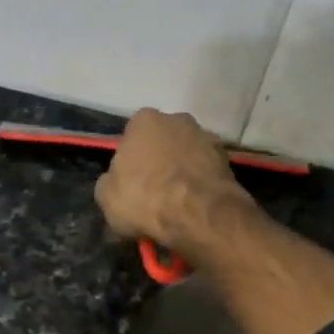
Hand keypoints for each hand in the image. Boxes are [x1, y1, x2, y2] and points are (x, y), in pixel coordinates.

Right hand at [95, 109, 252, 255]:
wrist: (198, 214)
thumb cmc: (145, 198)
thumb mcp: (106, 197)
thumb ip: (109, 182)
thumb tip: (115, 182)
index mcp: (144, 120)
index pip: (131, 138)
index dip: (130, 162)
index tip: (130, 184)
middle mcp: (178, 119)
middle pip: (162, 142)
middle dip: (158, 161)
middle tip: (153, 192)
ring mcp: (206, 137)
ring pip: (187, 155)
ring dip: (182, 172)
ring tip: (177, 203)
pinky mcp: (228, 159)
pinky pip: (206, 172)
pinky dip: (200, 184)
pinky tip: (195, 205)